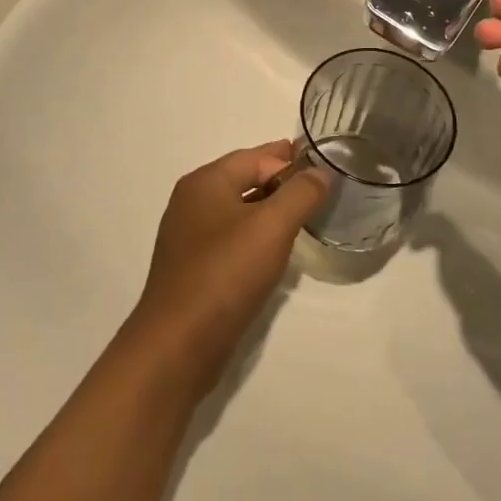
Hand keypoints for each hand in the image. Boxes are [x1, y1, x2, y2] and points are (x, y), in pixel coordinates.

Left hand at [126, 143, 328, 395]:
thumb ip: (300, 193)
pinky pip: (231, 239)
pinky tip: (275, 251)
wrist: (178, 344)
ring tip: (303, 216)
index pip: (254, 157)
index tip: (323, 166)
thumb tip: (319, 171)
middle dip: (280, 181)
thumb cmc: (225, 273)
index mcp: (205, 182)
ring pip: (238, 211)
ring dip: (269, 209)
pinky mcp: (193, 269)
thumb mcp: (272, 227)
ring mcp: (189, 237)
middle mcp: (192, 202)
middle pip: (243, 179)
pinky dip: (255, 236)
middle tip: (318, 187)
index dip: (289, 158)